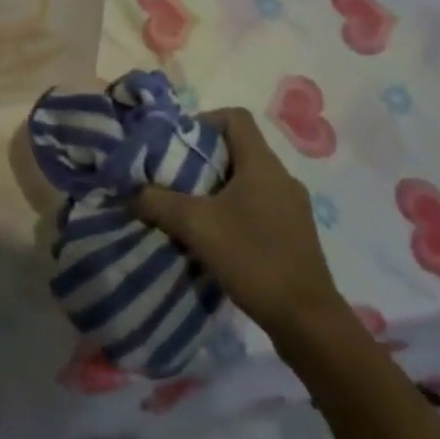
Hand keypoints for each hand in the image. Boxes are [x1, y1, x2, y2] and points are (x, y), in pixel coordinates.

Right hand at [134, 107, 344, 339]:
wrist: (307, 321)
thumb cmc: (253, 259)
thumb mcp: (197, 227)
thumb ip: (159, 203)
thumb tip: (132, 193)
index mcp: (262, 163)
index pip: (235, 117)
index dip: (205, 120)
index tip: (180, 144)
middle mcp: (282, 176)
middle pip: (240, 148)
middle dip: (205, 159)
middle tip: (176, 179)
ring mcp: (293, 206)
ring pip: (249, 180)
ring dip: (219, 188)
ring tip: (192, 211)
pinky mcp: (296, 234)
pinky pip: (261, 205)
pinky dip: (236, 211)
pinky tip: (219, 239)